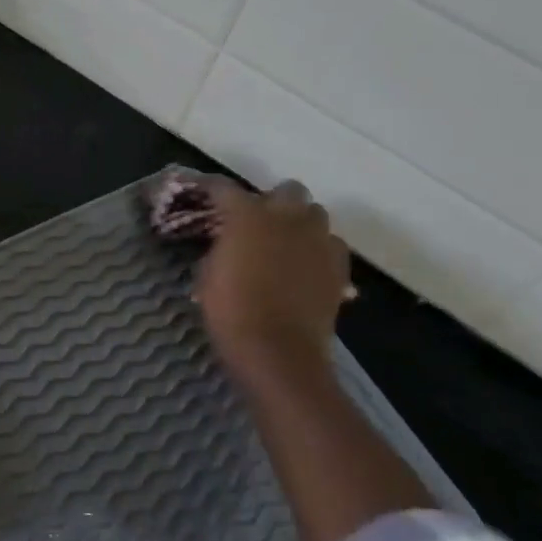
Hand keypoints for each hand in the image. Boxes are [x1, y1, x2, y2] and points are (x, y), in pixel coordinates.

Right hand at [194, 179, 350, 385]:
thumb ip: (219, 249)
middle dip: (272, 201)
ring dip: (299, 222)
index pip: (224, 188)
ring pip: (315, 214)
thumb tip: (227, 244)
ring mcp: (319, 240)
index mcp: (248, 215)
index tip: (202, 193)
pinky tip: (305, 266)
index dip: (211, 189)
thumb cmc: (231, 312)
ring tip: (284, 242)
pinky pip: (331, 244)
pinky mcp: (339, 266)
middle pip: (287, 190)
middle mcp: (288, 217)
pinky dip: (318, 248)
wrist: (278, 352)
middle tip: (256, 222)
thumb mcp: (206, 276)